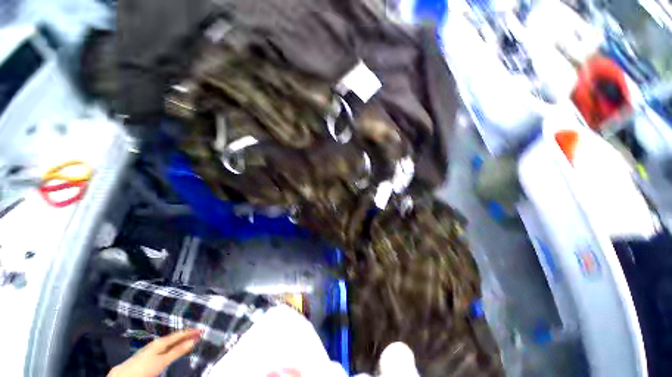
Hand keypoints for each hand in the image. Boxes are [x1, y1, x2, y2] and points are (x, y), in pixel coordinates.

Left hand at [108, 329, 201, 376]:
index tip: (202, 329)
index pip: (179, 334)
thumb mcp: (162, 361)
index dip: (191, 332)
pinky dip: (173, 345)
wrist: (124, 375)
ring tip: (188, 340)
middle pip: (174, 337)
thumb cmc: (144, 367)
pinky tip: (172, 348)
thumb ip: (177, 351)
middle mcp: (157, 342)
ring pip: (169, 342)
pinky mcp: (148, 355)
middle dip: (186, 335)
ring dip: (179, 340)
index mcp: (161, 341)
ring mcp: (151, 348)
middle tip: (198, 333)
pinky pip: (165, 346)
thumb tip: (193, 340)